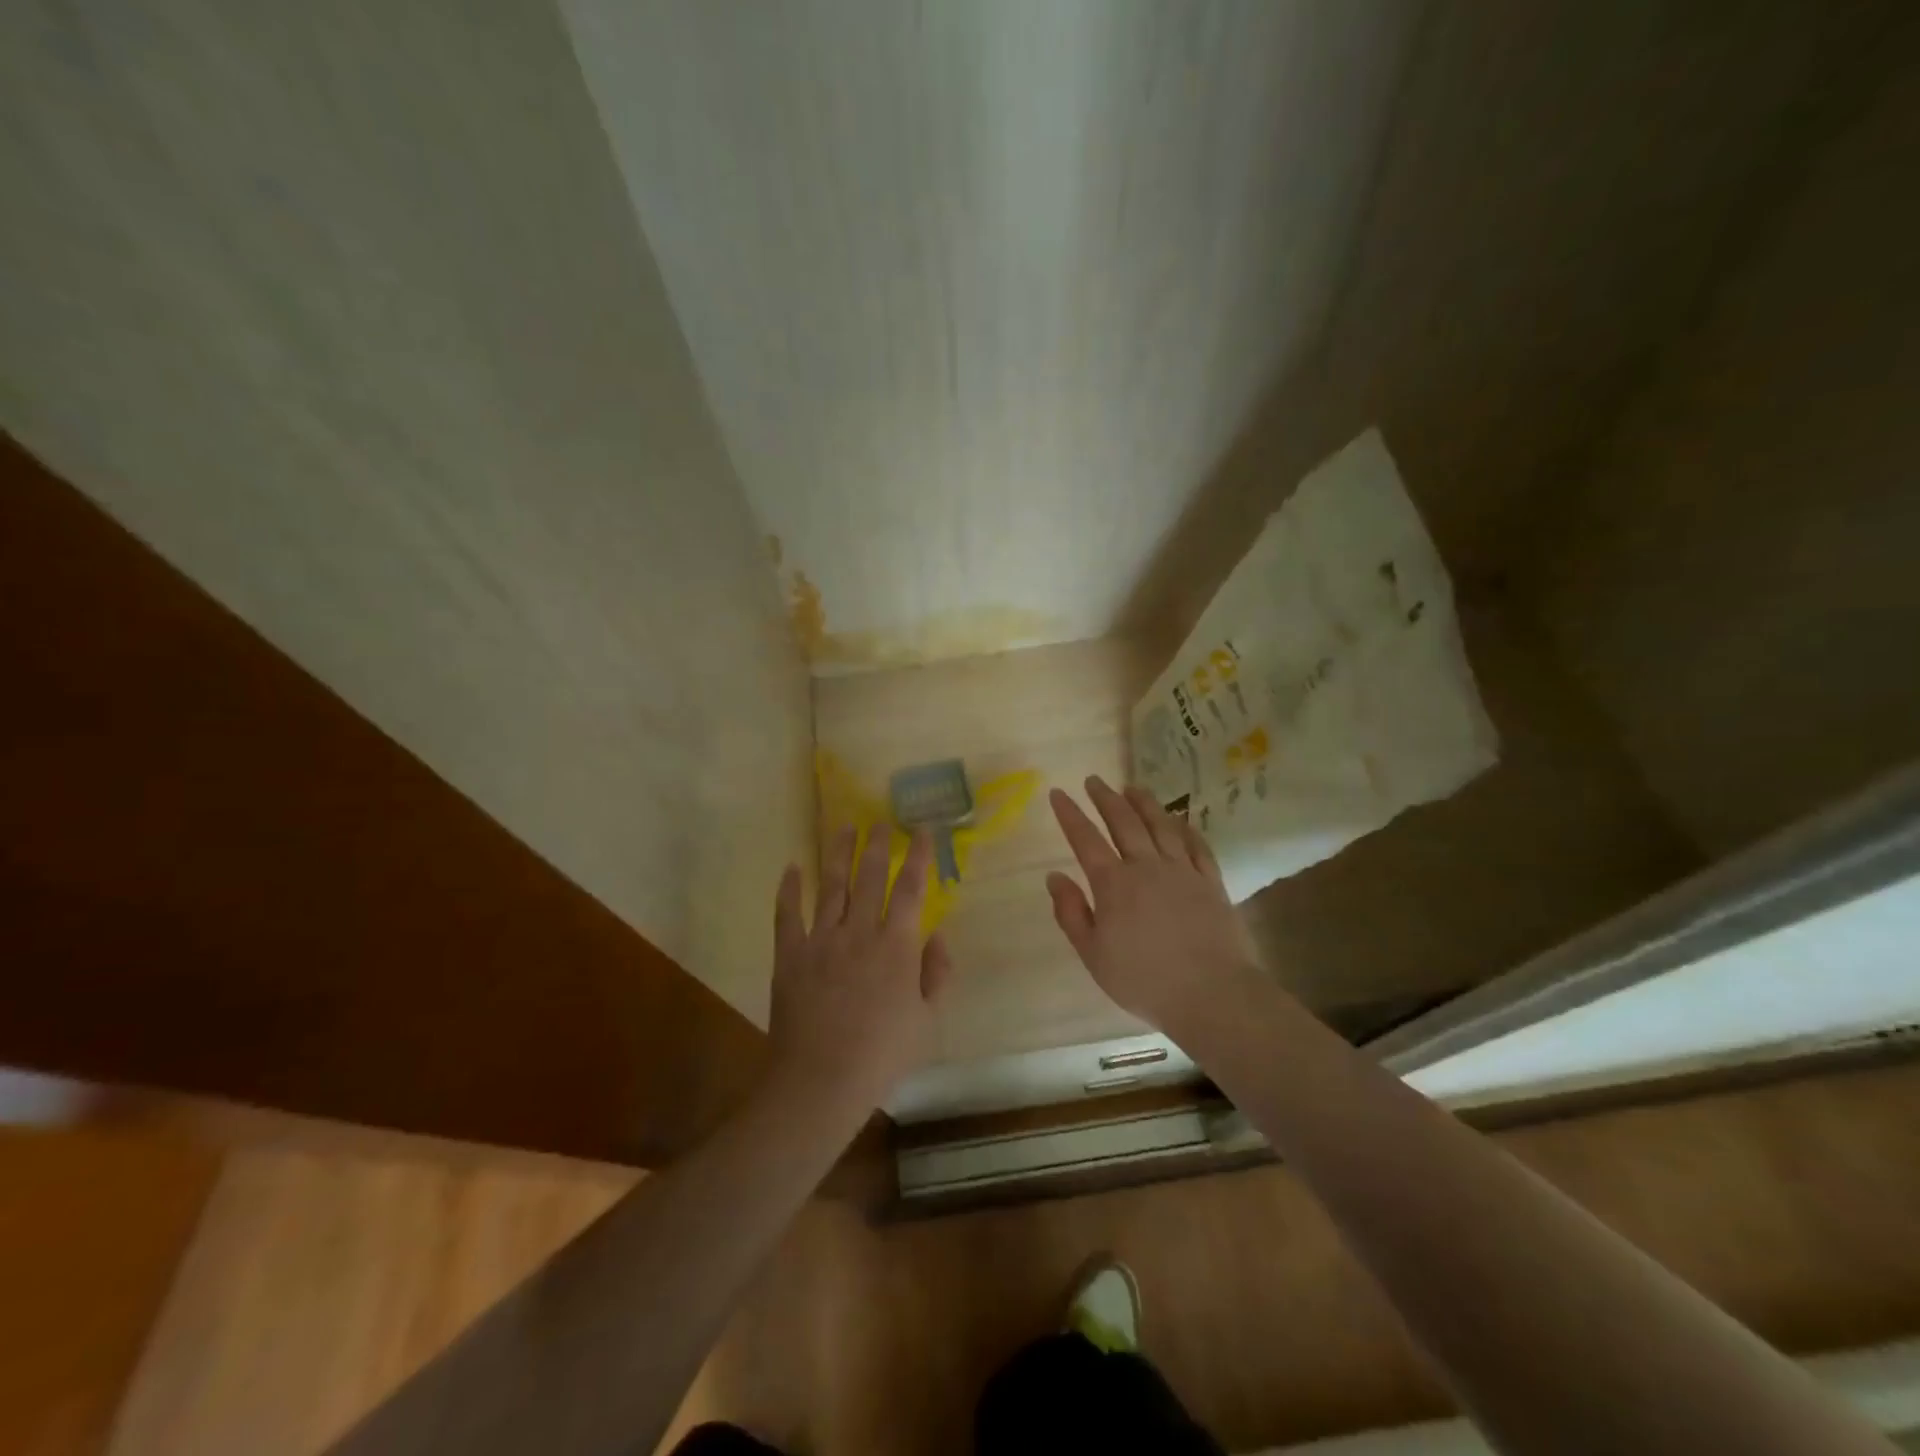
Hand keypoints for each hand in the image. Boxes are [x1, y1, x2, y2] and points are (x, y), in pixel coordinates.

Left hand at [767, 826, 952, 1117]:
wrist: (820, 1081)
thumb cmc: (881, 1055)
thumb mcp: (926, 1020)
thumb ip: (936, 973)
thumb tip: (937, 935)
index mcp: (896, 946)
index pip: (910, 888)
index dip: (917, 856)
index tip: (921, 829)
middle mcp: (859, 932)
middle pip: (869, 877)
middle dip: (877, 845)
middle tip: (881, 820)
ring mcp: (821, 940)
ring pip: (831, 886)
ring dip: (837, 853)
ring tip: (843, 826)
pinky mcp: (790, 955)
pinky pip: (787, 914)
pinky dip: (789, 889)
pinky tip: (791, 867)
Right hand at [1046, 775, 1263, 1039]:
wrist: (1211, 994)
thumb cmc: (1144, 980)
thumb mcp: (1093, 954)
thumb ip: (1071, 913)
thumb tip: (1054, 876)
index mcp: (1114, 884)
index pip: (1085, 840)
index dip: (1070, 814)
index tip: (1058, 793)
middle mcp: (1146, 867)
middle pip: (1124, 822)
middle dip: (1105, 798)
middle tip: (1094, 780)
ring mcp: (1183, 871)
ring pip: (1161, 826)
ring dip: (1145, 803)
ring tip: (1133, 787)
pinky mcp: (1211, 882)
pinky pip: (1197, 846)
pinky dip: (1186, 828)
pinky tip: (1180, 820)